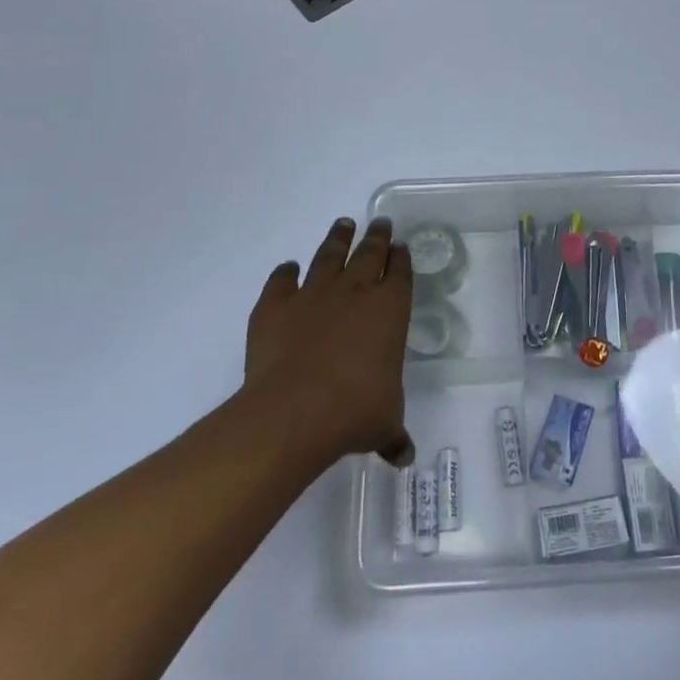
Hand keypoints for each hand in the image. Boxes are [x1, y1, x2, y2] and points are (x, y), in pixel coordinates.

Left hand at [242, 218, 415, 466]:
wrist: (295, 411)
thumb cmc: (354, 411)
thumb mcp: (384, 425)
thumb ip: (393, 434)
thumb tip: (405, 457)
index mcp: (389, 311)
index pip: (400, 275)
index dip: (402, 260)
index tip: (402, 246)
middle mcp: (354, 294)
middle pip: (368, 254)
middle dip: (377, 237)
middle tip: (381, 222)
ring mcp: (312, 296)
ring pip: (328, 257)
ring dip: (337, 240)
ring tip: (343, 224)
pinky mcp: (275, 306)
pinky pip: (281, 281)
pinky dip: (284, 273)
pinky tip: (287, 268)